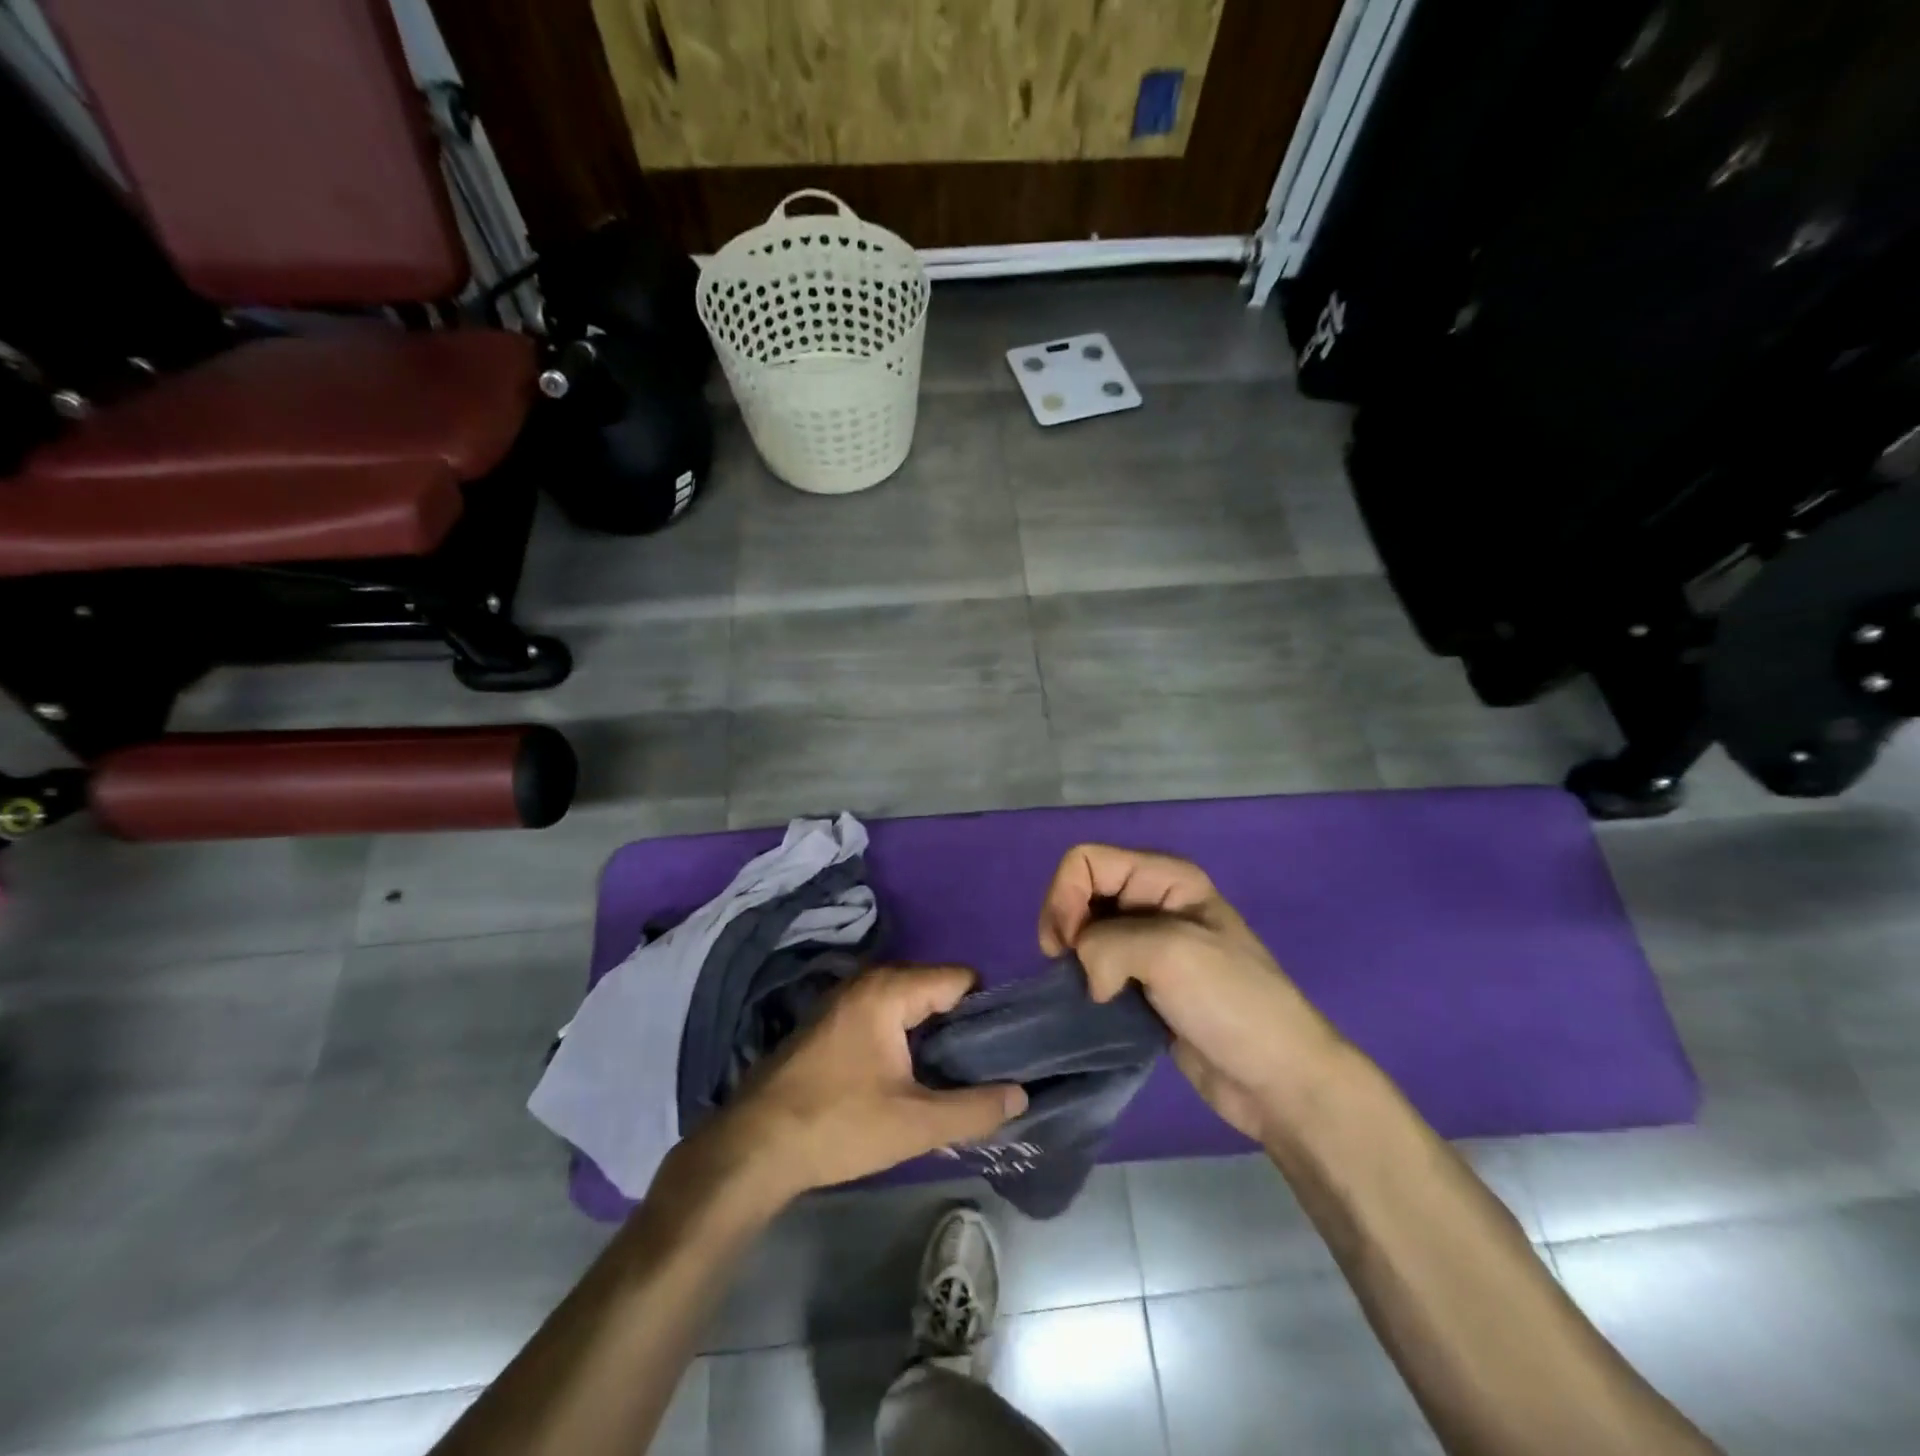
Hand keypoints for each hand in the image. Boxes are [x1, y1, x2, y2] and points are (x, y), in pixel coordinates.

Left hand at [710, 965, 1027, 1202]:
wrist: (754, 1147)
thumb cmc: (838, 1126)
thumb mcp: (915, 1124)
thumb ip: (975, 1109)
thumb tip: (1022, 1095)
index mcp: (890, 990)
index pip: (960, 978)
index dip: (987, 1009)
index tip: (1005, 1046)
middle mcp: (868, 980)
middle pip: (935, 987)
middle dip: (961, 1023)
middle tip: (984, 1066)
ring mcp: (846, 999)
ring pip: (910, 1002)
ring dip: (933, 1032)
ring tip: (955, 1073)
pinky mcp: (832, 1021)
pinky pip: (885, 1013)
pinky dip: (906, 1035)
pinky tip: (912, 1075)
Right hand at [1039, 844, 1342, 1141]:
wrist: (1279, 1080)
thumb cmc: (1231, 1002)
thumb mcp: (1169, 952)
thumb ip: (1106, 944)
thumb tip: (1086, 978)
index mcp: (1166, 878)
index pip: (1086, 860)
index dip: (1065, 896)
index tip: (1070, 946)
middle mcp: (1154, 903)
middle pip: (1080, 893)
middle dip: (1066, 927)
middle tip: (1072, 969)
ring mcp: (1150, 946)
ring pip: (1085, 933)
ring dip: (1075, 960)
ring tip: (1087, 992)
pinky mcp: (1144, 986)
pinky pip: (1097, 969)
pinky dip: (1086, 983)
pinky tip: (1095, 1006)